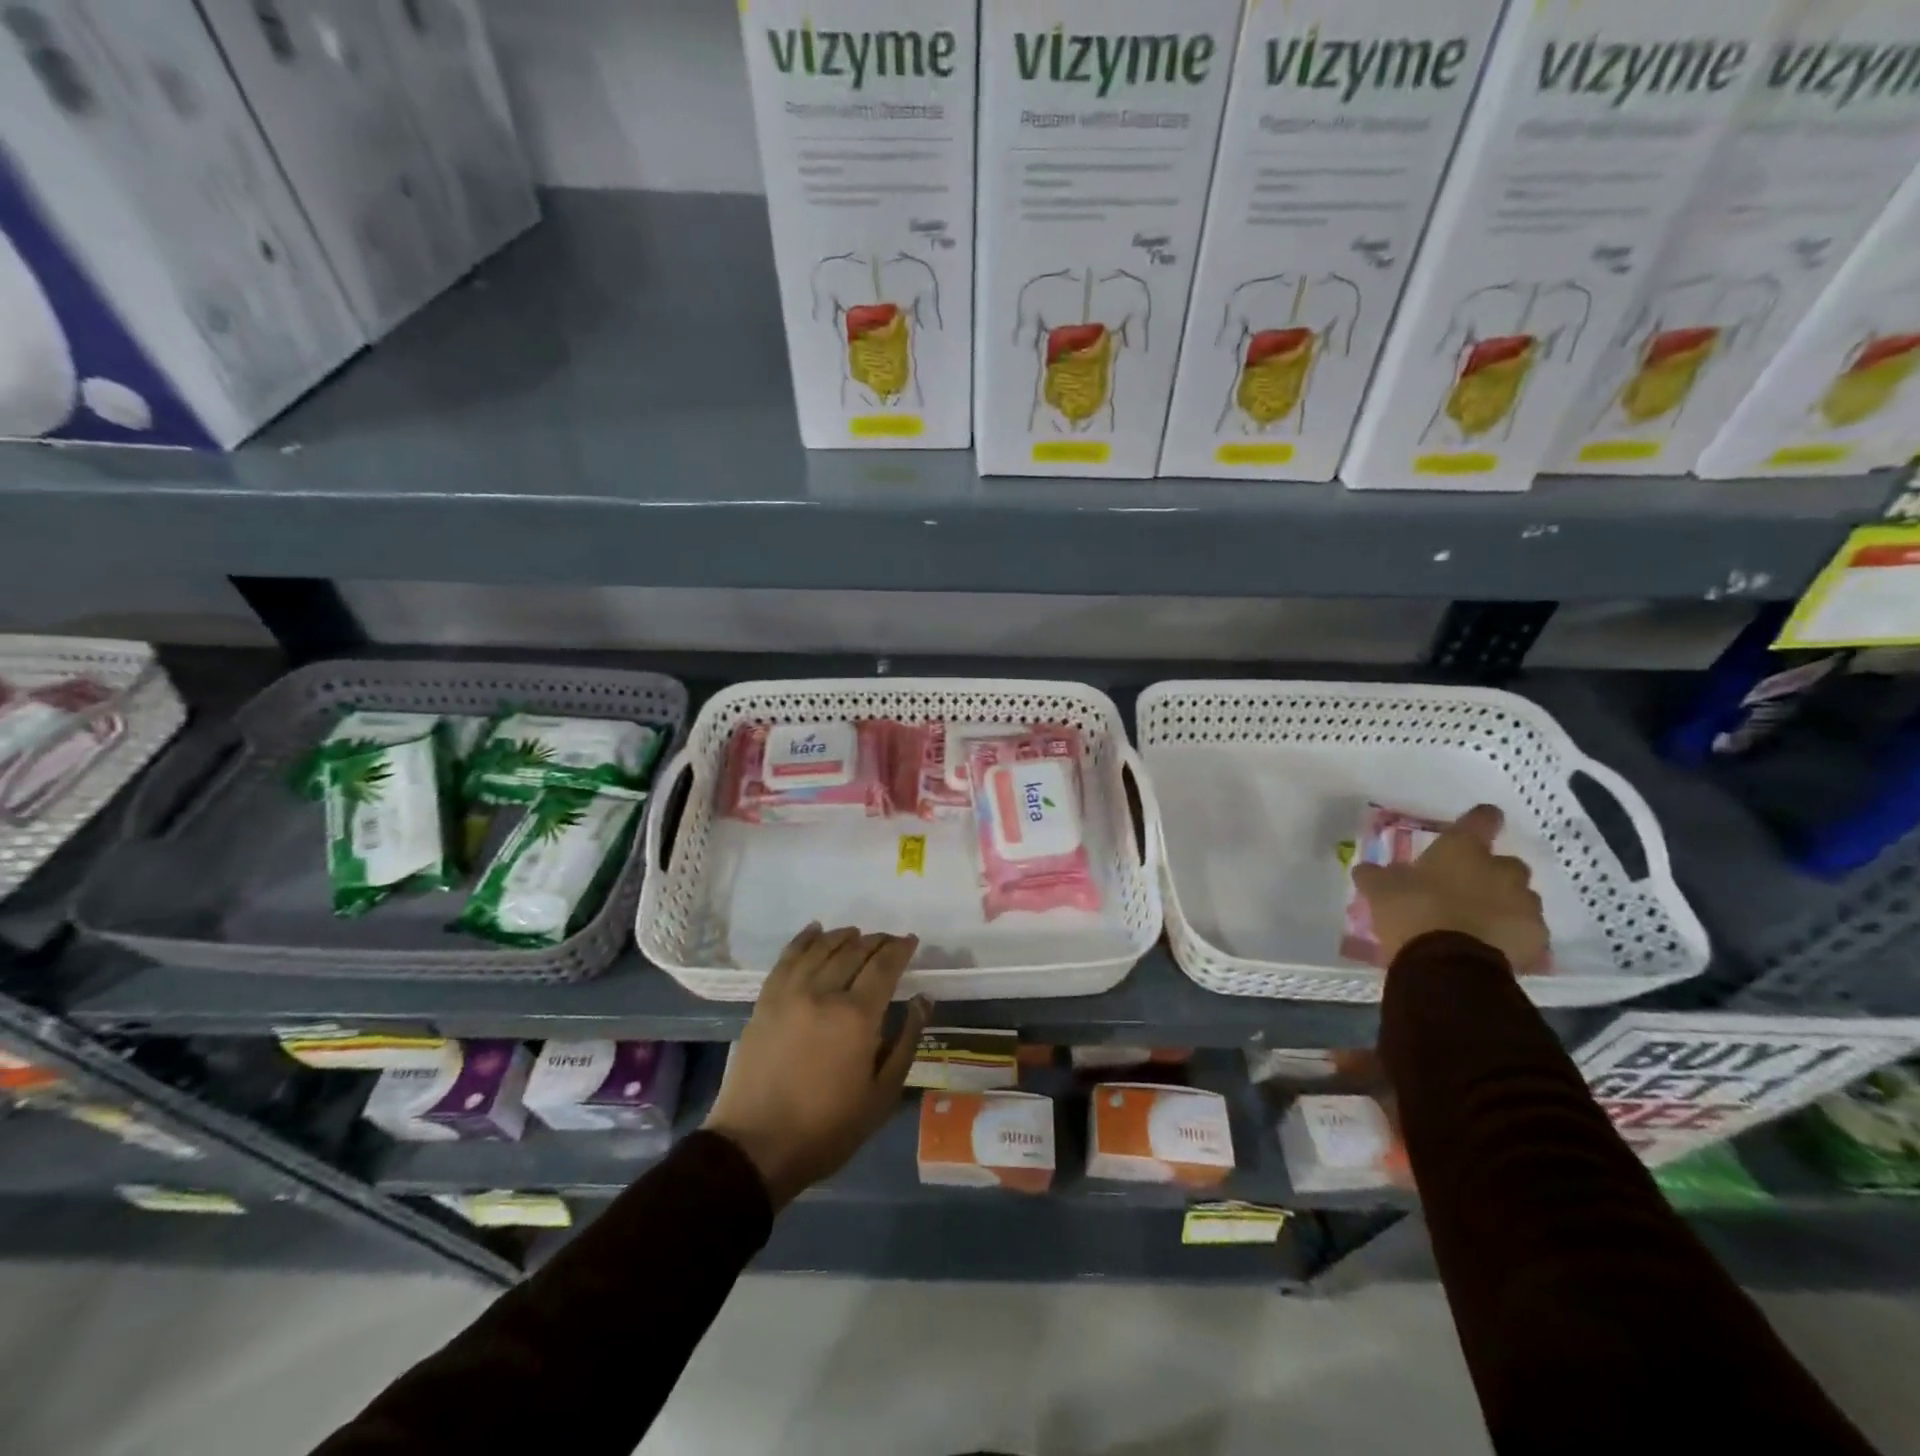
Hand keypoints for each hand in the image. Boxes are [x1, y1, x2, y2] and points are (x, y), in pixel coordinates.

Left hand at [703, 923, 930, 1209]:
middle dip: (876, 941)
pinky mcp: (765, 1001)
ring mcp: (789, 993)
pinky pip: (787, 958)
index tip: (911, 941)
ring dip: (843, 936)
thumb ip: (906, 1041)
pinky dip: (804, 940)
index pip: (883, 965)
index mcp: (856, 1016)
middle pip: (854, 951)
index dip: (900, 948)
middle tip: (889, 940)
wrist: (756, 1147)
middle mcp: (823, 993)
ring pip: (821, 949)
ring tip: (857, 934)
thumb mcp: (881, 1094)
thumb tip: (923, 1000)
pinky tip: (815, 930)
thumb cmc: (828, 1128)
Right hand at [1351, 804, 1547, 972]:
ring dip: (1503, 905)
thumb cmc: (1412, 912)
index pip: (1482, 819)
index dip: (1479, 820)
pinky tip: (1490, 946)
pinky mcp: (1536, 939)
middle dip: (1490, 874)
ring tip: (1477, 923)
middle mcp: (1501, 870)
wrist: (1447, 965)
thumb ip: (1377, 875)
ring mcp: (1524, 905)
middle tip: (1465, 888)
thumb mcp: (1380, 890)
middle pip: (1506, 863)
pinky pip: (1525, 931)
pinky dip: (1511, 935)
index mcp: (1463, 849)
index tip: (1476, 824)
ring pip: (1519, 898)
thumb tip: (1367, 869)